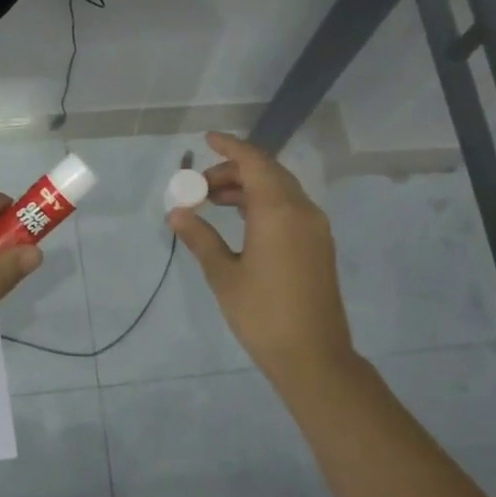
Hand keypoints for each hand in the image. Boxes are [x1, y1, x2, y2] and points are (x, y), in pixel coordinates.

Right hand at [168, 132, 358, 387]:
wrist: (313, 357)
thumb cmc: (262, 314)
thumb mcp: (223, 275)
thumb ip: (200, 238)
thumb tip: (177, 214)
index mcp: (278, 212)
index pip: (254, 163)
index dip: (230, 147)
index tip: (207, 140)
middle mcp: (302, 211)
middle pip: (267, 173)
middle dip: (233, 171)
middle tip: (199, 185)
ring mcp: (315, 228)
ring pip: (280, 190)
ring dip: (248, 188)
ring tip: (212, 202)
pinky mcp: (318, 245)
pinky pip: (289, 208)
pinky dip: (263, 203)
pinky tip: (240, 219)